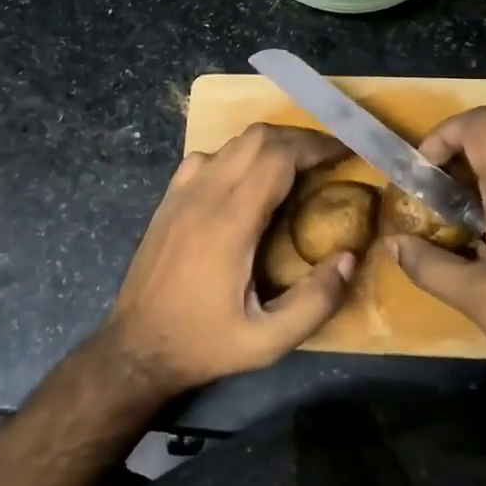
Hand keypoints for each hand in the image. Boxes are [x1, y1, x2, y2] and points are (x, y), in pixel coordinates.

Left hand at [101, 124, 356, 398]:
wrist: (136, 347)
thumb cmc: (204, 343)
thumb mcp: (267, 341)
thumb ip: (315, 303)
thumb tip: (349, 258)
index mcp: (230, 223)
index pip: (278, 157)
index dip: (316, 147)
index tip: (344, 152)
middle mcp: (205, 195)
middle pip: (257, 137)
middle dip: (299, 139)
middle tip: (328, 157)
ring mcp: (182, 192)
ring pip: (233, 142)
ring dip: (270, 145)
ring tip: (298, 166)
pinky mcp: (170, 198)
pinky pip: (208, 157)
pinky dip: (238, 155)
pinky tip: (249, 180)